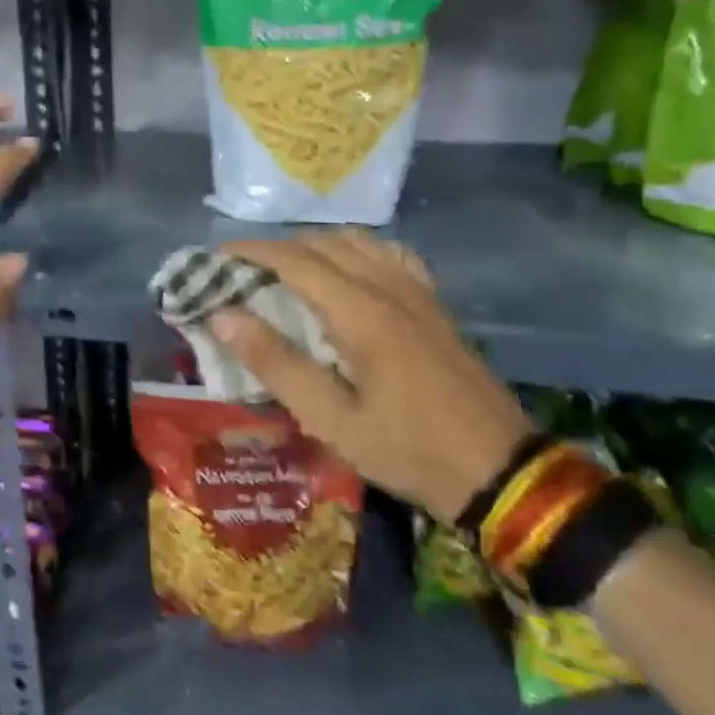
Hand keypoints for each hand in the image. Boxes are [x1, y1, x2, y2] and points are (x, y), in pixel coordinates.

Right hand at [208, 232, 530, 519]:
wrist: (500, 472)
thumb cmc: (406, 449)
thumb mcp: (330, 418)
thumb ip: (275, 363)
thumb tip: (223, 314)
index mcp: (361, 311)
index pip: (295, 259)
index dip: (250, 251)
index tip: (215, 257)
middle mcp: (389, 287)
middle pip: (324, 243)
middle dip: (277, 247)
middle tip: (241, 271)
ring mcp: (418, 293)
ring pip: (358, 243)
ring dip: (315, 246)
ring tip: (285, 272)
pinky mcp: (435, 305)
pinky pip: (389, 256)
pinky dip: (355, 252)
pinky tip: (347, 274)